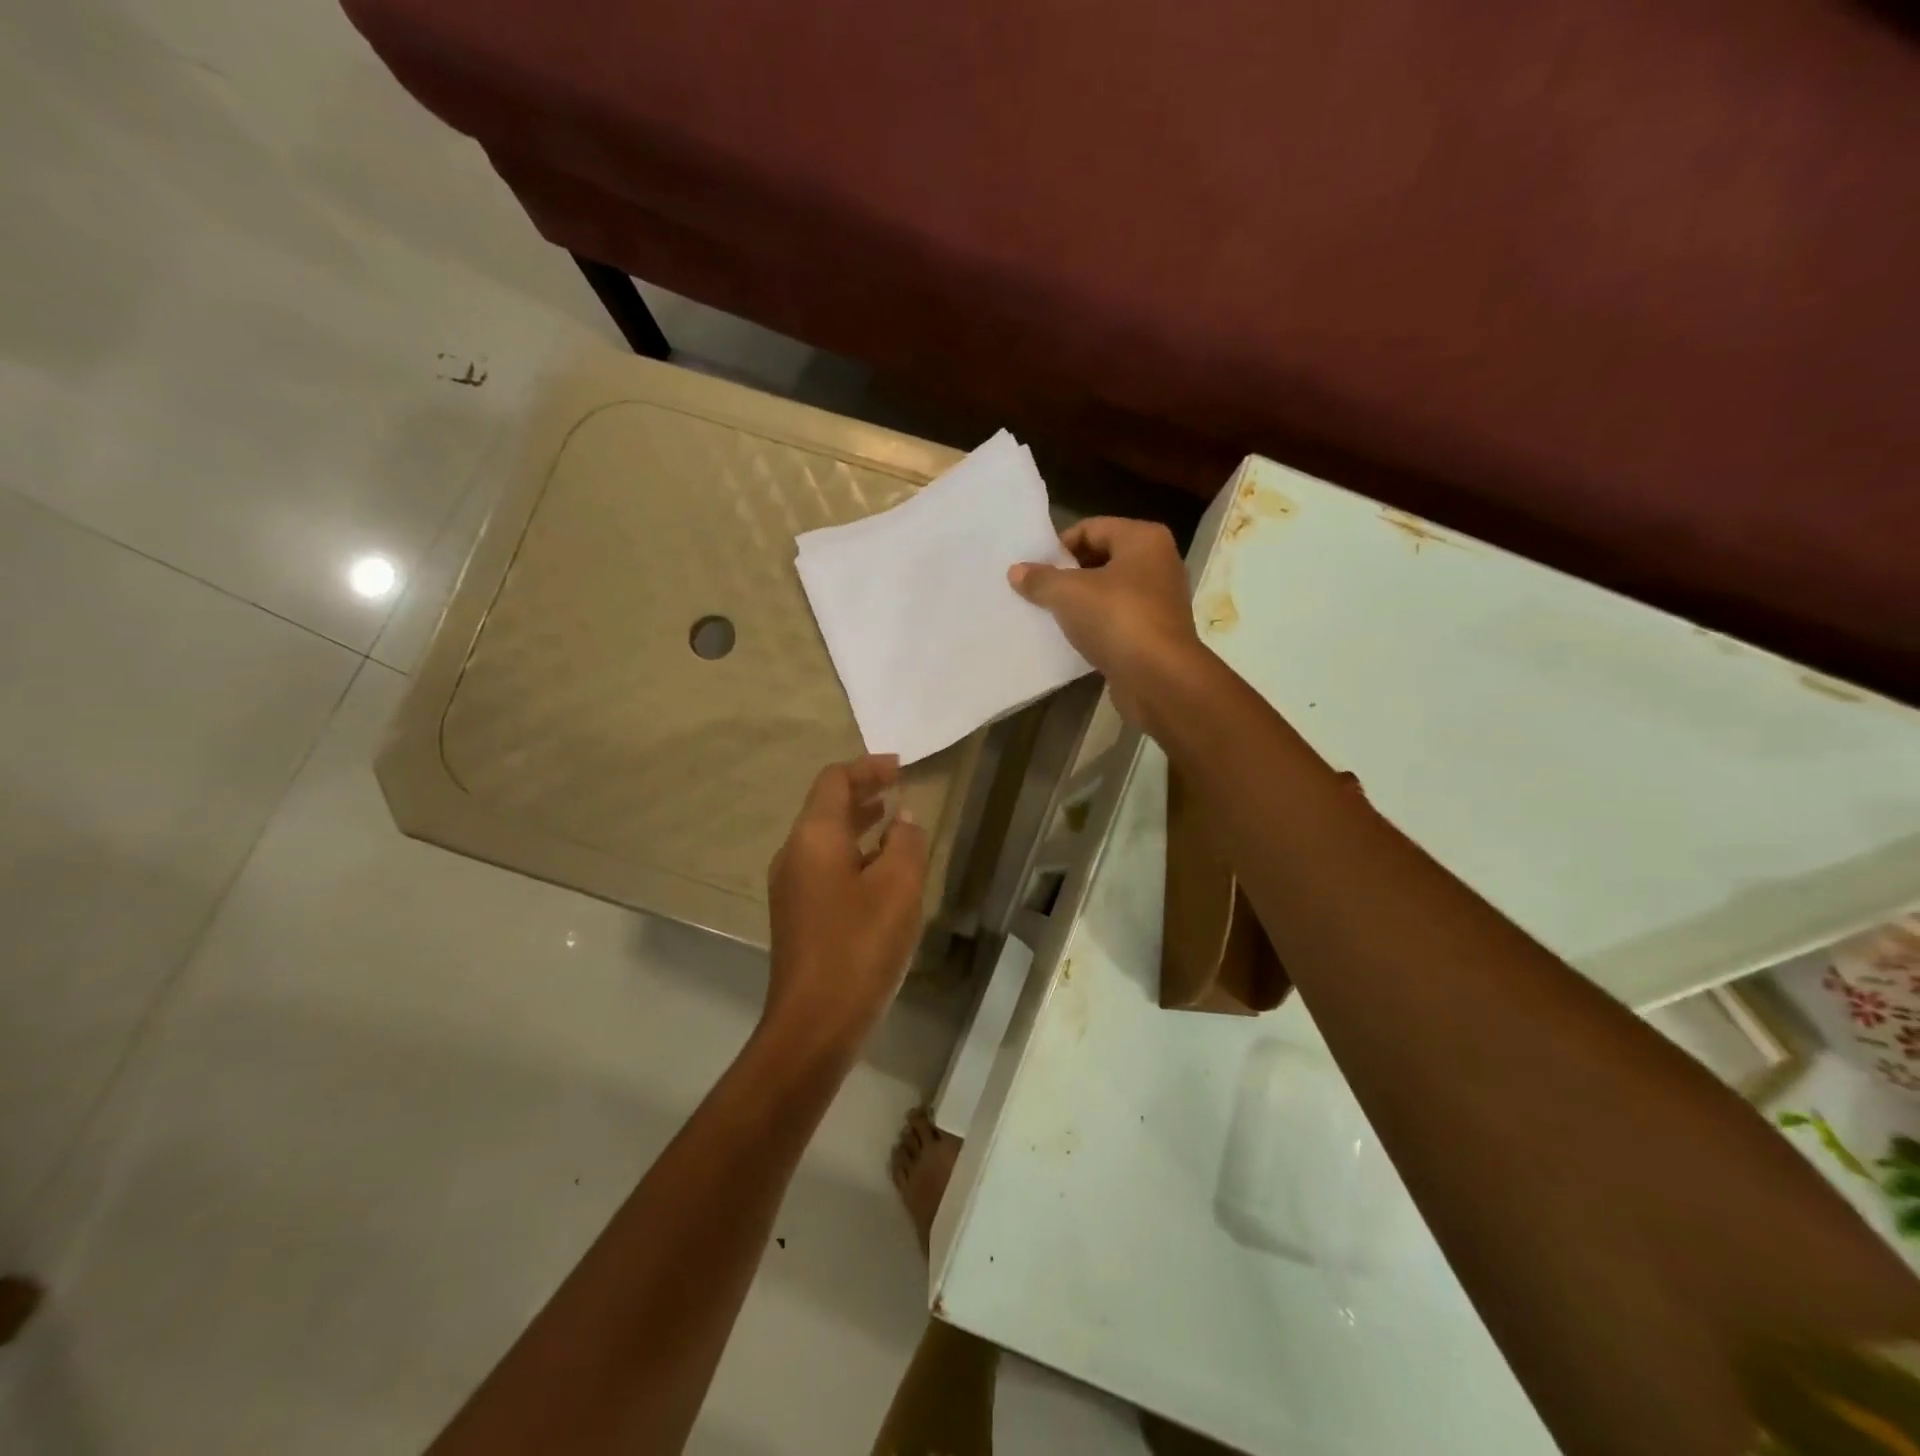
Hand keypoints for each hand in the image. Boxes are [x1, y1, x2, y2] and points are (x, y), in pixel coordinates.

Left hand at [764, 755, 928, 1050]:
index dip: (867, 768)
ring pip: (826, 839)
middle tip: (900, 788)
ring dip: (858, 825)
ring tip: (894, 823)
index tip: (900, 766)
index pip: (835, 781)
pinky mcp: (797, 915)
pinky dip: (853, 855)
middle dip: (863, 793)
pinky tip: (881, 873)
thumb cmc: (860, 945)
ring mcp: (791, 887)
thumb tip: (903, 820)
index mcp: (814, 837)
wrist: (815, 1022)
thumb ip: (905, 842)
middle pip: (826, 807)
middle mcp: (794, 854)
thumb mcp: (899, 886)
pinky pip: (825, 866)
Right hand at [1008, 517, 1200, 723]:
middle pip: (1102, 558)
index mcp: (1144, 539)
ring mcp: (1160, 600)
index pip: (1091, 528)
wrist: (1158, 677)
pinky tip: (1074, 638)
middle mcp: (1159, 563)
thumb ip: (1040, 579)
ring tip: (1051, 615)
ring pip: (1110, 592)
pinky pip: (1118, 620)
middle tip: (1039, 591)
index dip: (1059, 546)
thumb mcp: (1068, 593)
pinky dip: (1096, 625)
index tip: (1034, 569)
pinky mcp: (1156, 633)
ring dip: (1081, 602)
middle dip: (1069, 574)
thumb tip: (1016, 571)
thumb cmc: (1116, 618)